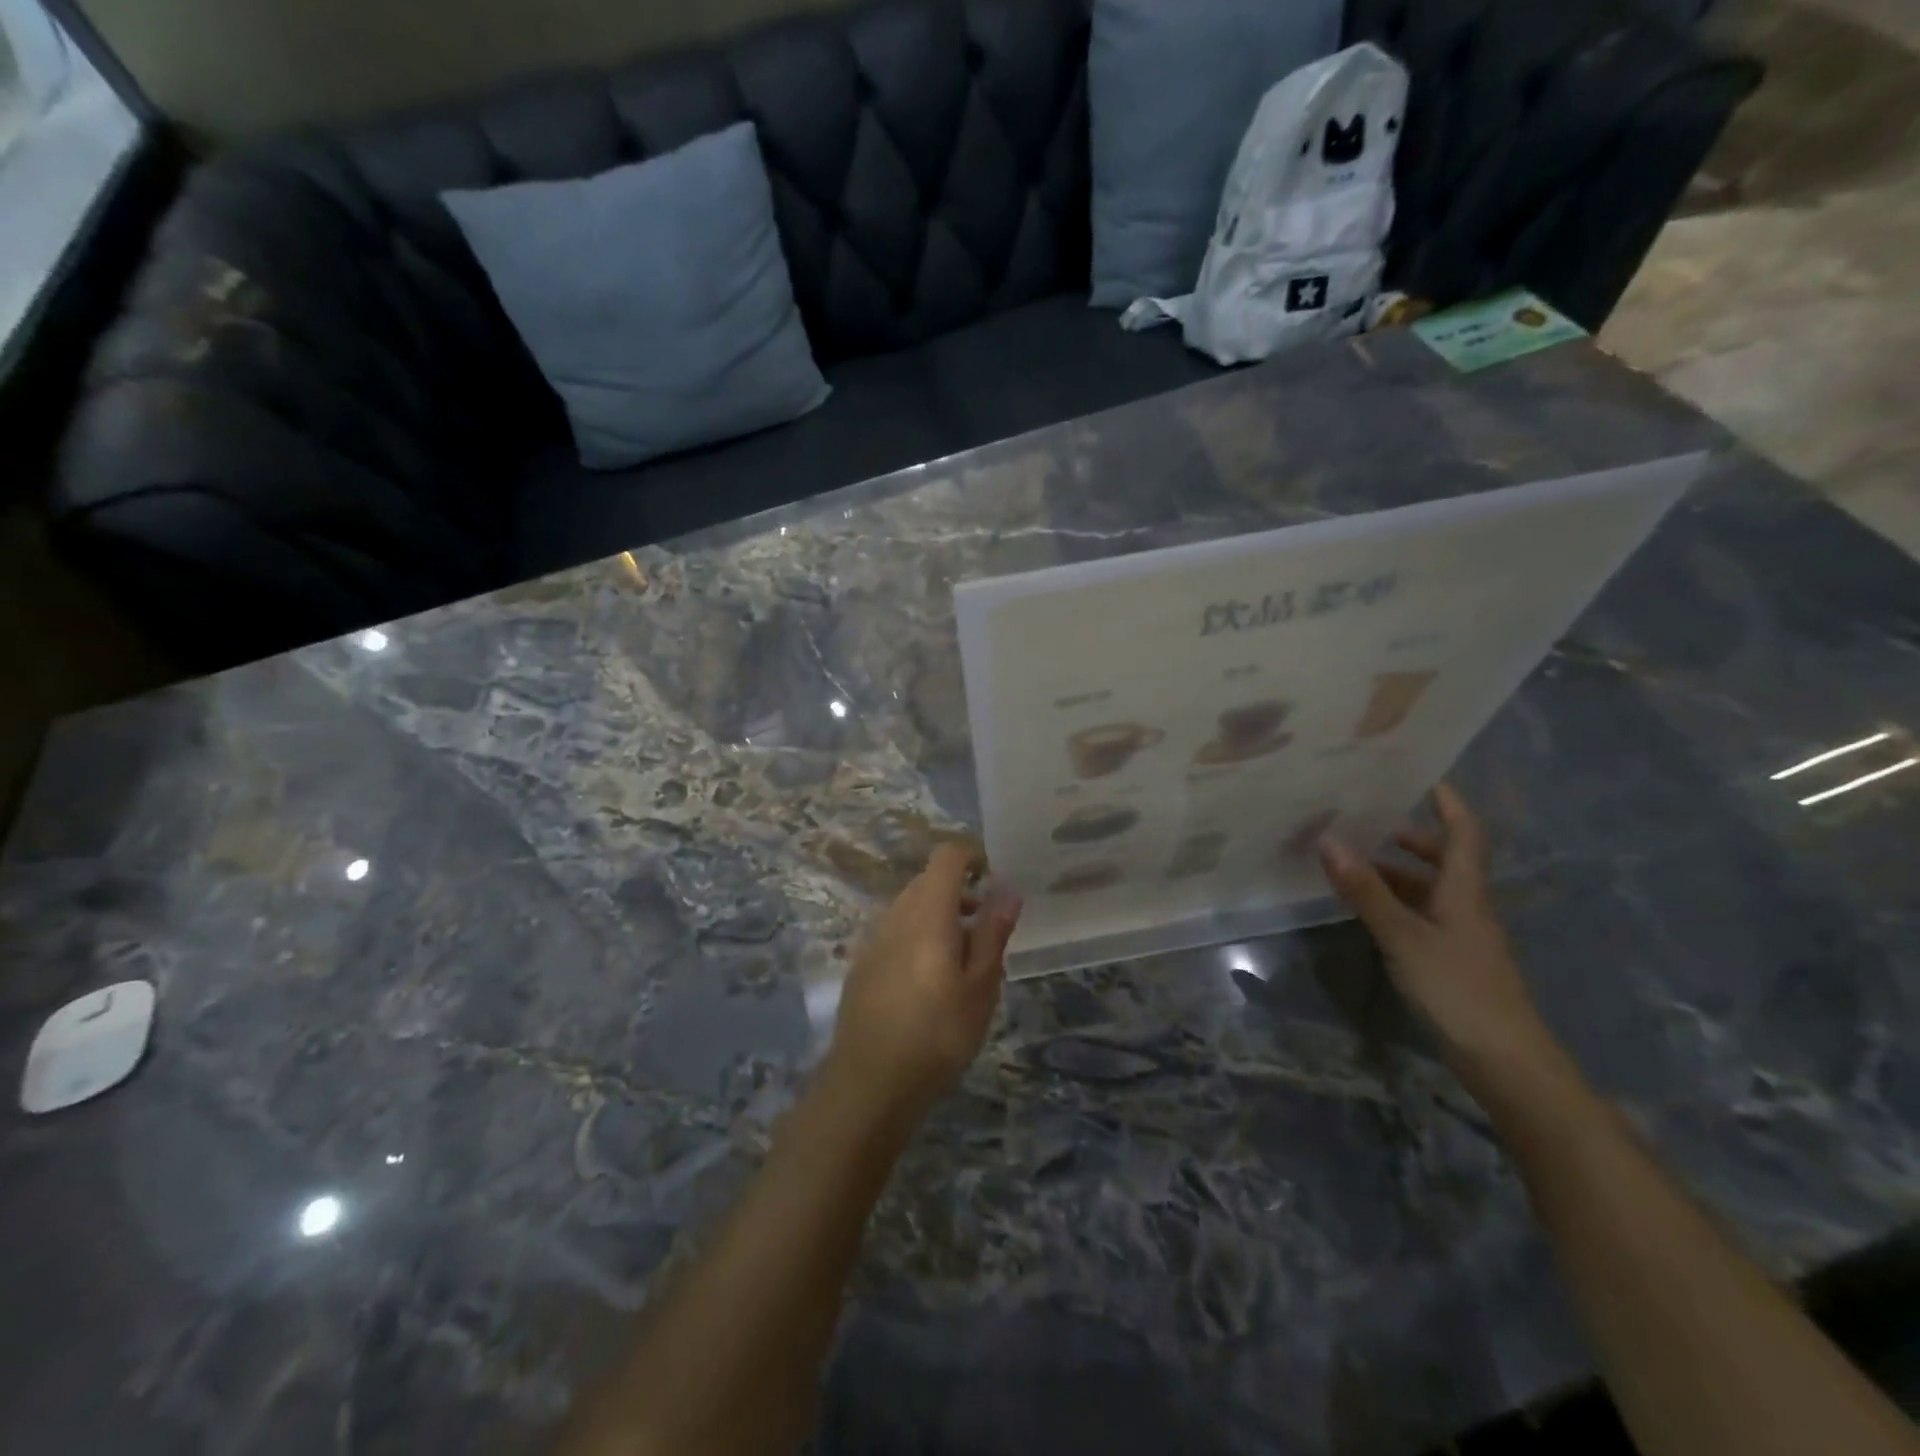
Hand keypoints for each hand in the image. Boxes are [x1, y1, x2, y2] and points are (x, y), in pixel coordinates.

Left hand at [825, 842, 1022, 1123]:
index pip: (947, 856)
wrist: (869, 1083)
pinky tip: (929, 980)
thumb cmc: (938, 1034)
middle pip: (928, 880)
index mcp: (928, 913)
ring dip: (939, 915)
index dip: (972, 856)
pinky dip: (917, 935)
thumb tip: (1008, 890)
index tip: (994, 879)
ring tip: (963, 959)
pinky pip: (895, 930)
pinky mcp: (862, 963)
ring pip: (910, 906)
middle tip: (987, 929)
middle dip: (960, 891)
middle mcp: (896, 915)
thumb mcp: (981, 987)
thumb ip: (993, 933)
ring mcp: (874, 938)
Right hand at [1318, 785, 1556, 1080]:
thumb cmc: (1458, 989)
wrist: (1505, 1061)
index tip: (1427, 779)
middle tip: (1371, 824)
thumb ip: (1365, 891)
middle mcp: (1468, 907)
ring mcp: (1462, 937)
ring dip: (1398, 874)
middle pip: (1446, 861)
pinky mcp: (1453, 962)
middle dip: (1412, 839)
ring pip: (1431, 891)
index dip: (1450, 805)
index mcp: (1465, 892)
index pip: (1464, 835)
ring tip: (1355, 865)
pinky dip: (1397, 904)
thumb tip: (1329, 840)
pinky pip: (1423, 916)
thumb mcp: (1403, 936)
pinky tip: (1370, 912)